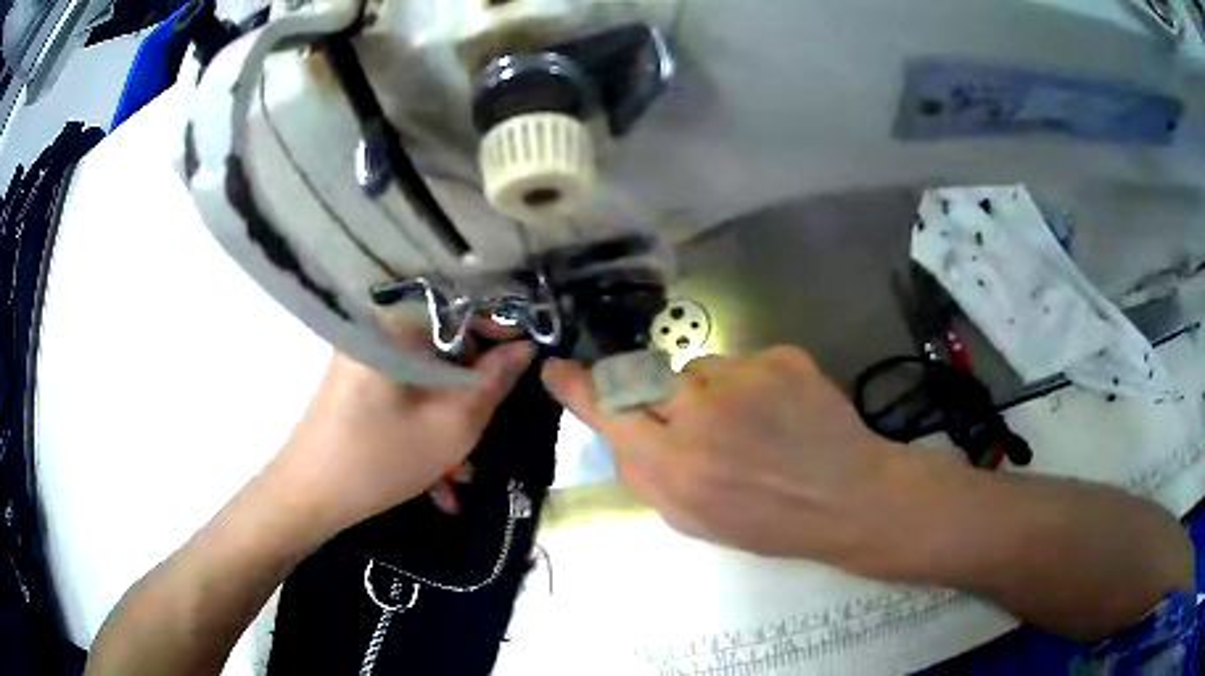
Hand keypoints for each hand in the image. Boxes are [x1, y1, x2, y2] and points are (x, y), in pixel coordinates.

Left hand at [274, 332, 534, 537]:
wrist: (308, 501)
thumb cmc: (379, 459)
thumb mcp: (451, 425)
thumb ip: (493, 381)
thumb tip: (525, 348)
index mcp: (394, 327)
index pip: (461, 308)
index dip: (500, 333)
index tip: (528, 364)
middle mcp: (376, 334)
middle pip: (444, 352)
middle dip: (471, 396)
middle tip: (493, 432)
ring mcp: (363, 364)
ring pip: (424, 384)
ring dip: (448, 426)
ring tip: (465, 476)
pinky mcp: (357, 391)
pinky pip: (401, 402)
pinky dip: (421, 434)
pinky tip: (439, 485)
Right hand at [542, 347, 911, 564]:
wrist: (849, 497)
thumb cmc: (768, 523)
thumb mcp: (691, 522)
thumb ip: (645, 477)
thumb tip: (621, 433)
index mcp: (676, 465)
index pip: (607, 410)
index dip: (578, 387)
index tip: (557, 369)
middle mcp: (702, 411)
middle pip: (649, 381)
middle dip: (662, 402)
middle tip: (704, 430)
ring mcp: (745, 376)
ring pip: (698, 370)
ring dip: (711, 394)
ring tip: (754, 425)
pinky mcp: (780, 356)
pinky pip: (741, 363)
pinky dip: (750, 386)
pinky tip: (781, 412)